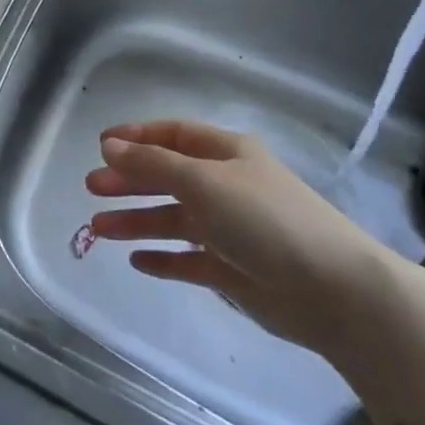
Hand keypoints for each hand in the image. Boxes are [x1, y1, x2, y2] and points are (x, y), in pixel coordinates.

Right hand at [86, 119, 390, 354]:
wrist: (333, 290)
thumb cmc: (264, 219)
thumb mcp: (203, 181)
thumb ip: (153, 164)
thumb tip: (109, 146)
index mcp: (226, 154)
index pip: (174, 135)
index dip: (138, 137)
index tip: (101, 145)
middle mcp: (226, 186)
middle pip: (168, 176)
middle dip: (129, 180)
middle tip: (91, 188)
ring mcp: (230, 229)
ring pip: (173, 219)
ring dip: (136, 221)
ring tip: (96, 230)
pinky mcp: (233, 270)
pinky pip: (188, 260)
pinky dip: (163, 258)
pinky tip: (136, 261)